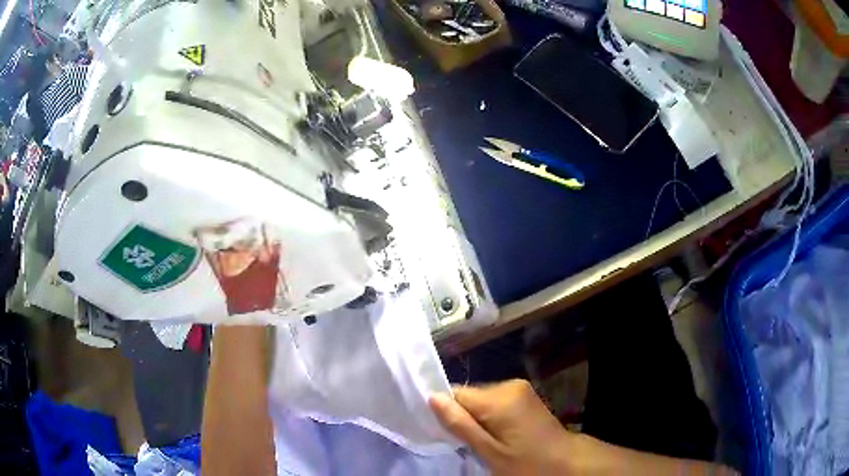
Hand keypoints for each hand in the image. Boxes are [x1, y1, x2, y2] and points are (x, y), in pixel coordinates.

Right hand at [429, 379, 574, 474]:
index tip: (445, 432)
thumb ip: (460, 425)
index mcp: (499, 398)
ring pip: (482, 399)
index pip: (455, 393)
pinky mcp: (525, 395)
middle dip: (464, 416)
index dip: (446, 411)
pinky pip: (496, 401)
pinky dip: (491, 416)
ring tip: (486, 441)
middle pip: (469, 396)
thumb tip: (432, 398)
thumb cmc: (526, 462)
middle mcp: (509, 384)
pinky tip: (498, 434)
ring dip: (478, 418)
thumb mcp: (490, 451)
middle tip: (468, 443)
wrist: (566, 461)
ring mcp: (520, 388)